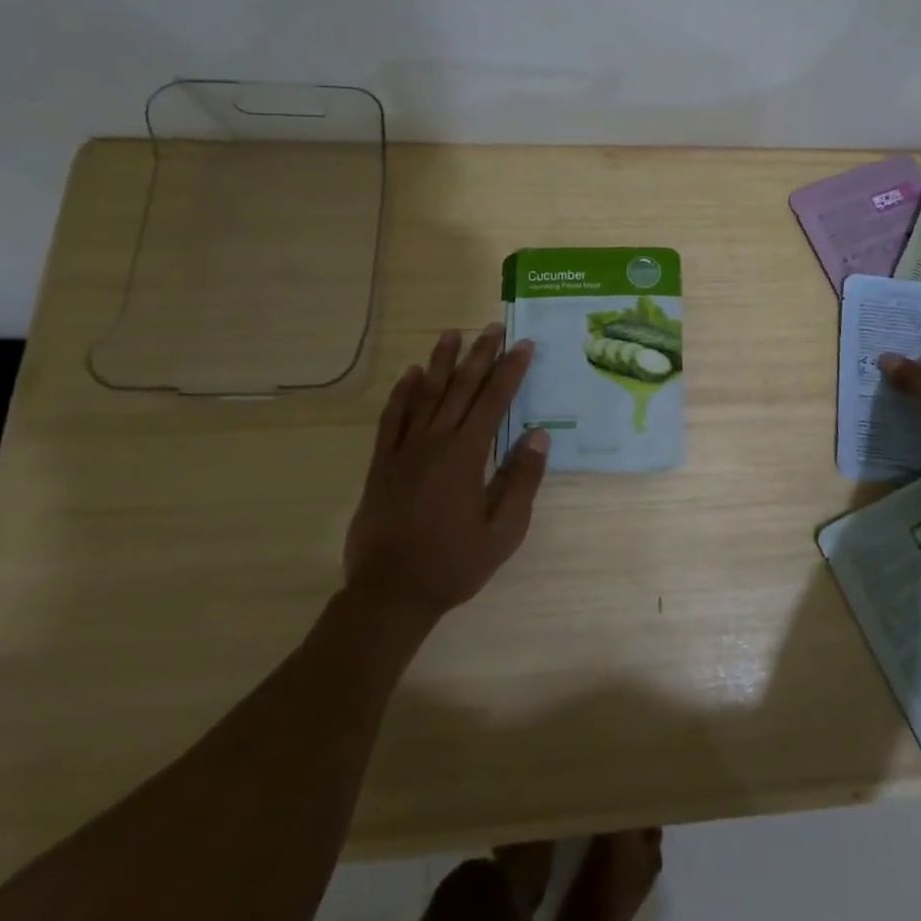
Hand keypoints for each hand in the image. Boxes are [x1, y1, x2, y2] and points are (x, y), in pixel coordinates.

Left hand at [345, 324, 549, 619]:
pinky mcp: (381, 464)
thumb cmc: (453, 564)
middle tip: (493, 326)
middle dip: (480, 355)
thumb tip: (539, 436)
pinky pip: (392, 419)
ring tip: (452, 334)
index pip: (494, 401)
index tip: (524, 345)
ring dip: (440, 362)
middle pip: (460, 388)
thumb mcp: (503, 531)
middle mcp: (435, 442)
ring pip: (424, 395)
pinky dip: (401, 394)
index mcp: (467, 456)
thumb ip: (521, 481)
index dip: (511, 370)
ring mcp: (404, 451)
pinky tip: (409, 375)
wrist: (390, 593)